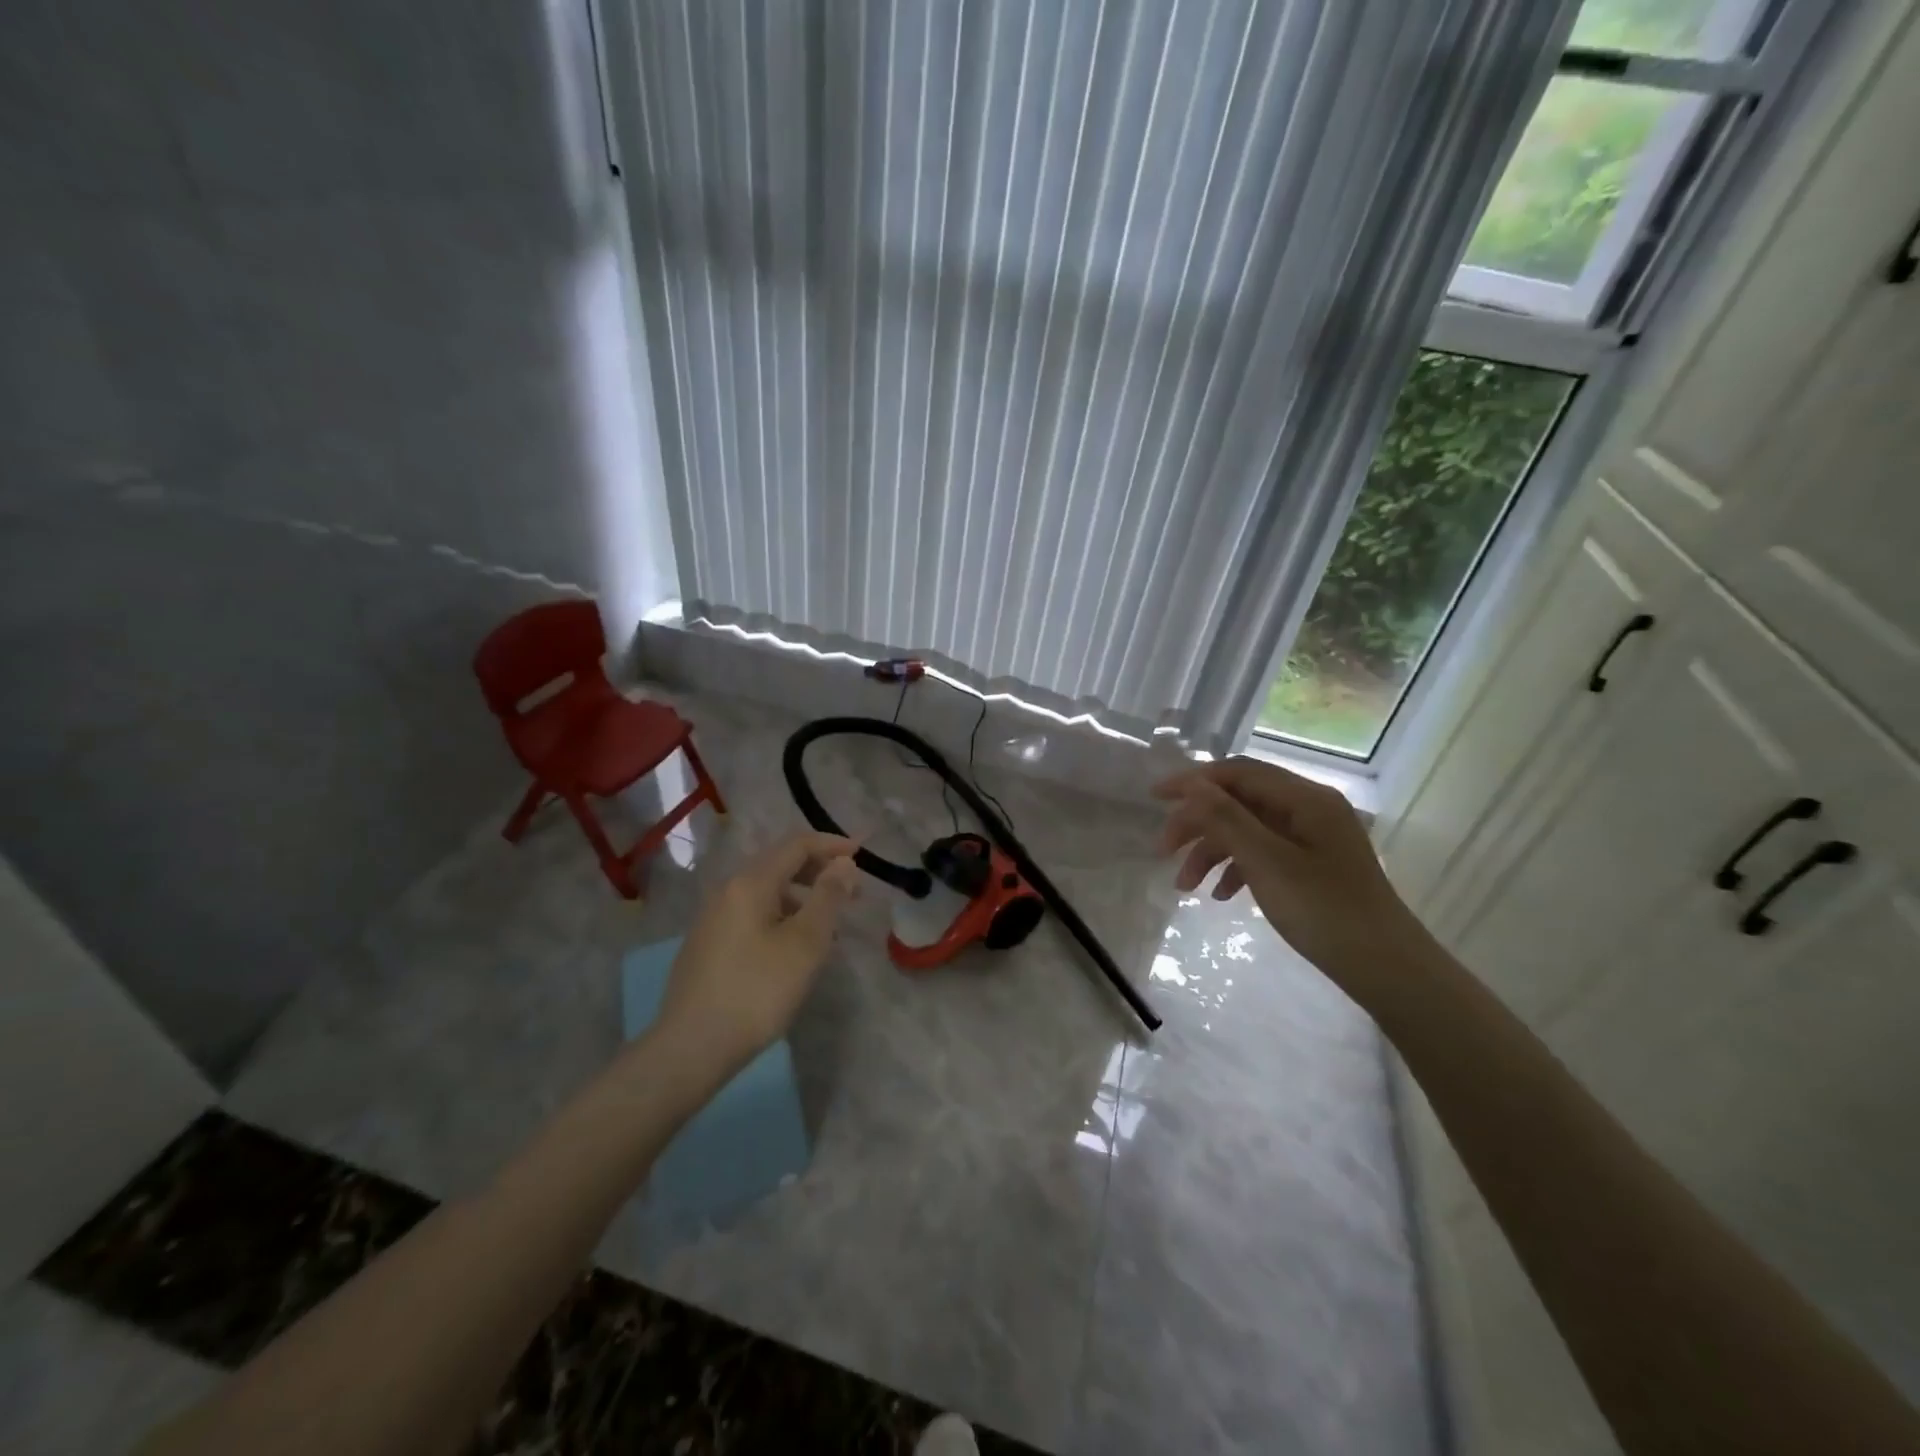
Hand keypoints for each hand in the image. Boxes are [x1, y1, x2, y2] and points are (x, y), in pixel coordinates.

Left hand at [657, 831, 860, 1075]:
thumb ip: (828, 897)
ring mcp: (712, 918)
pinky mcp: (708, 945)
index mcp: (750, 882)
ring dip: (802, 898)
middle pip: (779, 865)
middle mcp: (727, 891)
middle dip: (819, 872)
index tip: (863, 854)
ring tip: (829, 927)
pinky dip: (782, 917)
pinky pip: (753, 915)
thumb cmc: (757, 990)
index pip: (796, 845)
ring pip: (766, 893)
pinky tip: (794, 948)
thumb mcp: (805, 943)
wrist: (691, 1047)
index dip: (832, 845)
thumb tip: (842, 863)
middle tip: (853, 894)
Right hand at [1153, 758, 1430, 989]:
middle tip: (1163, 851)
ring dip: (1212, 851)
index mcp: (1305, 798)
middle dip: (1198, 823)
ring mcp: (1312, 837)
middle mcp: (1309, 808)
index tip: (1154, 799)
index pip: (1238, 773)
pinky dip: (1236, 868)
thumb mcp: (1266, 862)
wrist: (1386, 969)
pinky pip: (1263, 852)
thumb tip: (1191, 785)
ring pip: (1247, 829)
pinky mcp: (1312, 864)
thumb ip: (1226, 819)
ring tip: (1185, 886)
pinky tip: (1219, 896)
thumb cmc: (1324, 911)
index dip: (1193, 781)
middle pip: (1239, 800)